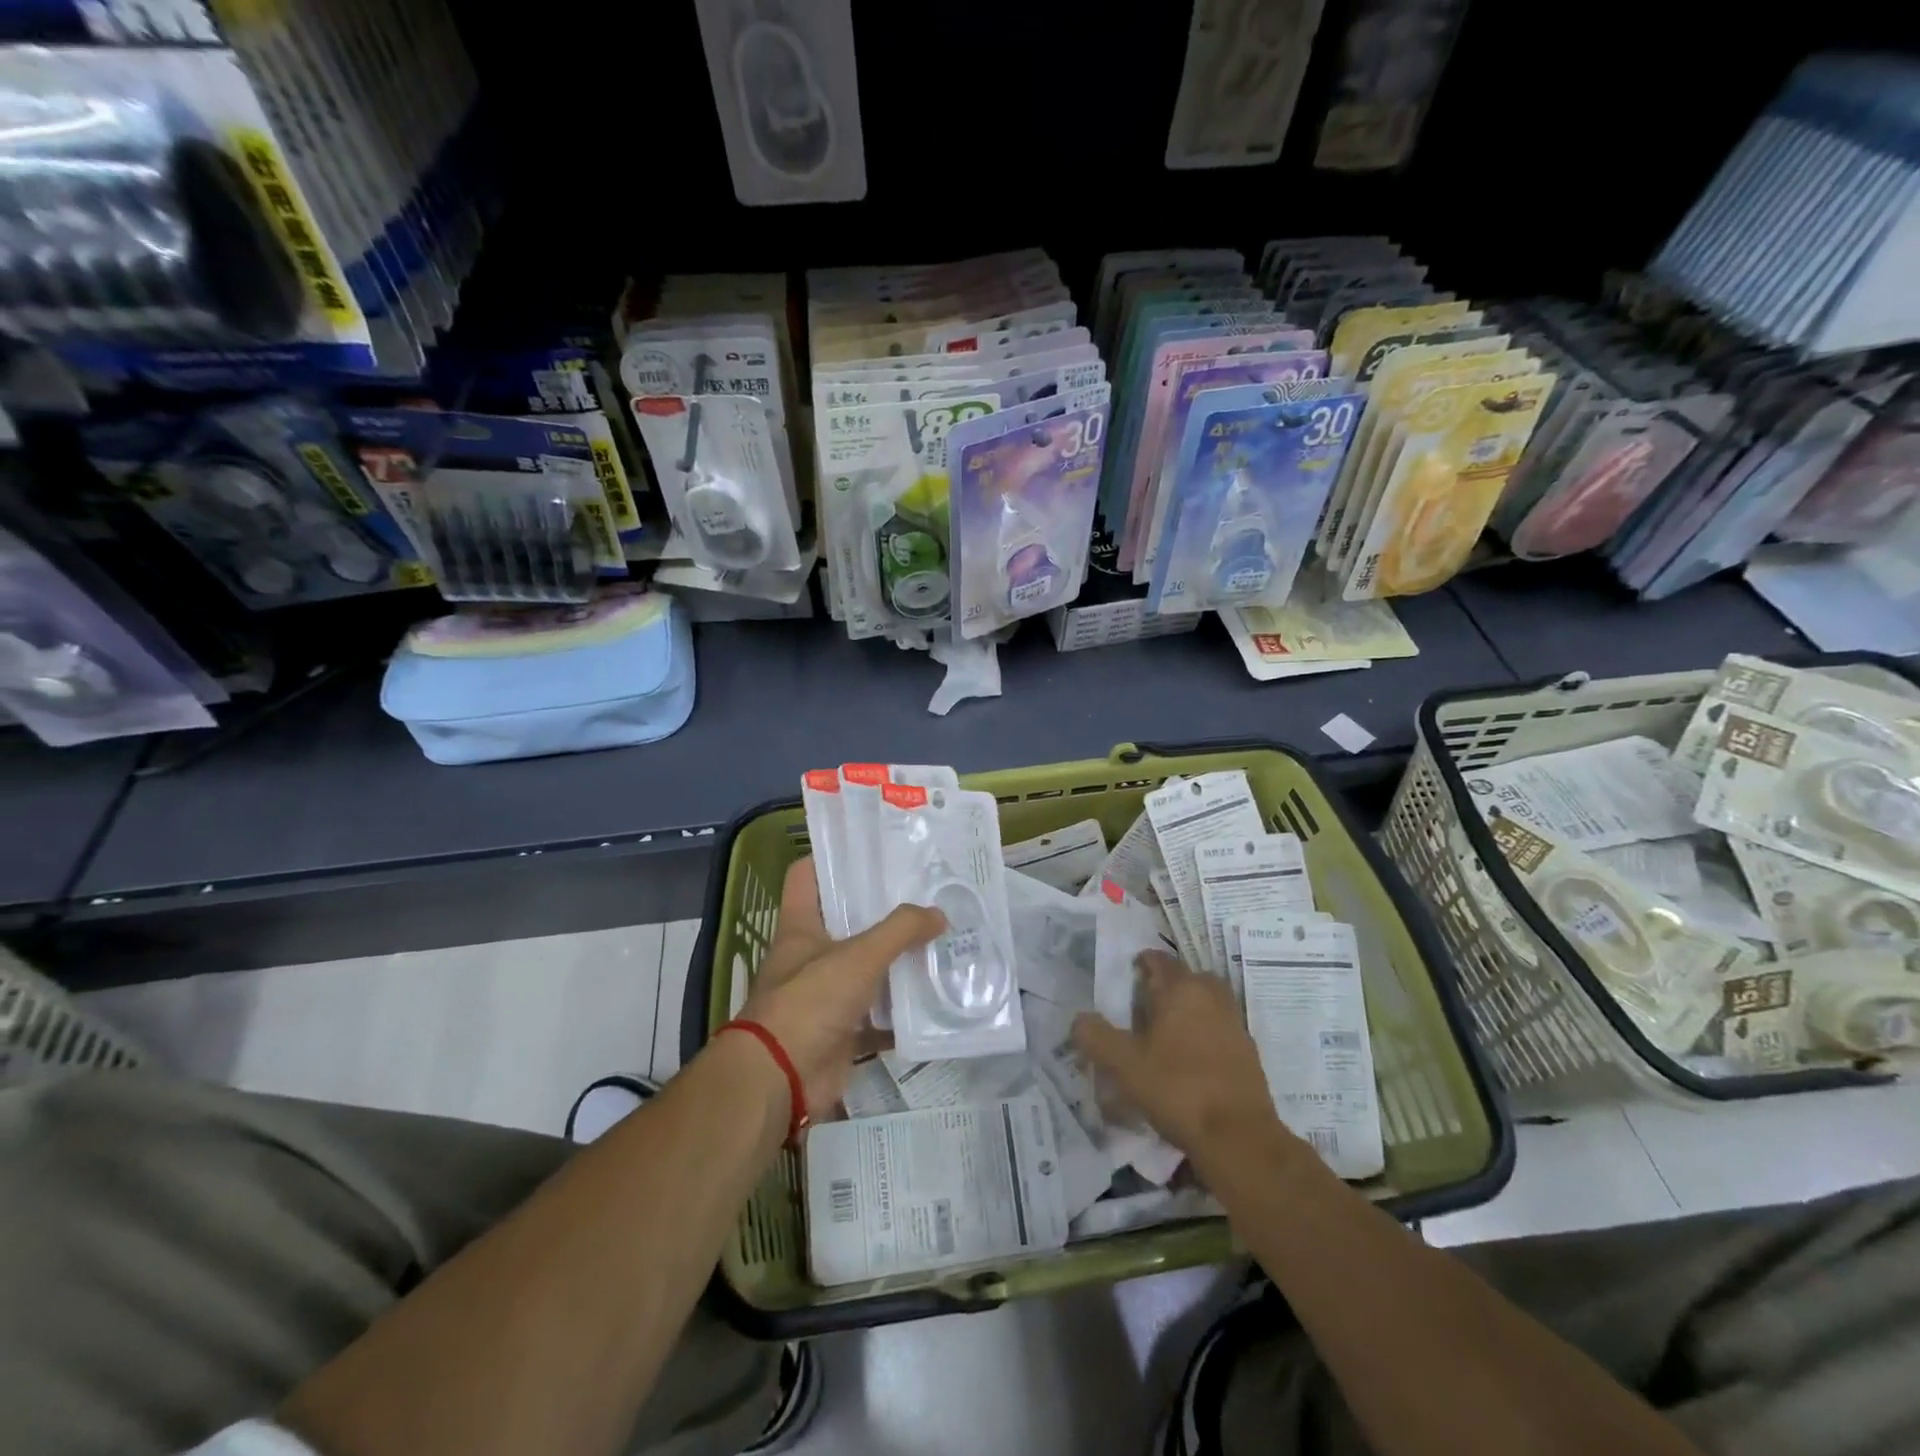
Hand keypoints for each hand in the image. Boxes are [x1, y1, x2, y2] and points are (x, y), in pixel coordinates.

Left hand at [735, 858, 944, 1119]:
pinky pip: (876, 1016)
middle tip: (925, 893)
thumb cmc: (809, 1003)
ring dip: (896, 960)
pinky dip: (901, 1012)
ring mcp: (824, 995)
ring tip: (938, 939)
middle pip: (846, 921)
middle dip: (882, 910)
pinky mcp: (840, 1031)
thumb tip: (939, 914)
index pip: (809, 875)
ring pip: (865, 968)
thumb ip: (901, 930)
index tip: (873, 849)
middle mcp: (809, 956)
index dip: (834, 858)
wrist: (780, 1081)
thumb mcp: (858, 956)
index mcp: (801, 926)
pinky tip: (933, 1000)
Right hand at [1072, 951, 1293, 1170]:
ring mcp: (1233, 1023)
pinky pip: (1217, 1030)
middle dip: (1164, 988)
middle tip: (1141, 1008)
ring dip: (1185, 1011)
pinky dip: (1202, 1036)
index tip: (1124, 979)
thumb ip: (1096, 1036)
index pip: (1159, 960)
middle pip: (1185, 979)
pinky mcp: (1247, 1052)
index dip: (1139, 964)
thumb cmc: (1176, 1088)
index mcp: (1182, 988)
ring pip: (1203, 1004)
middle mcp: (1211, 996)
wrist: (1238, 1137)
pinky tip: (1185, 1062)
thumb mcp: (1123, 1064)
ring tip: (1162, 1036)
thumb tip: (1080, 1019)